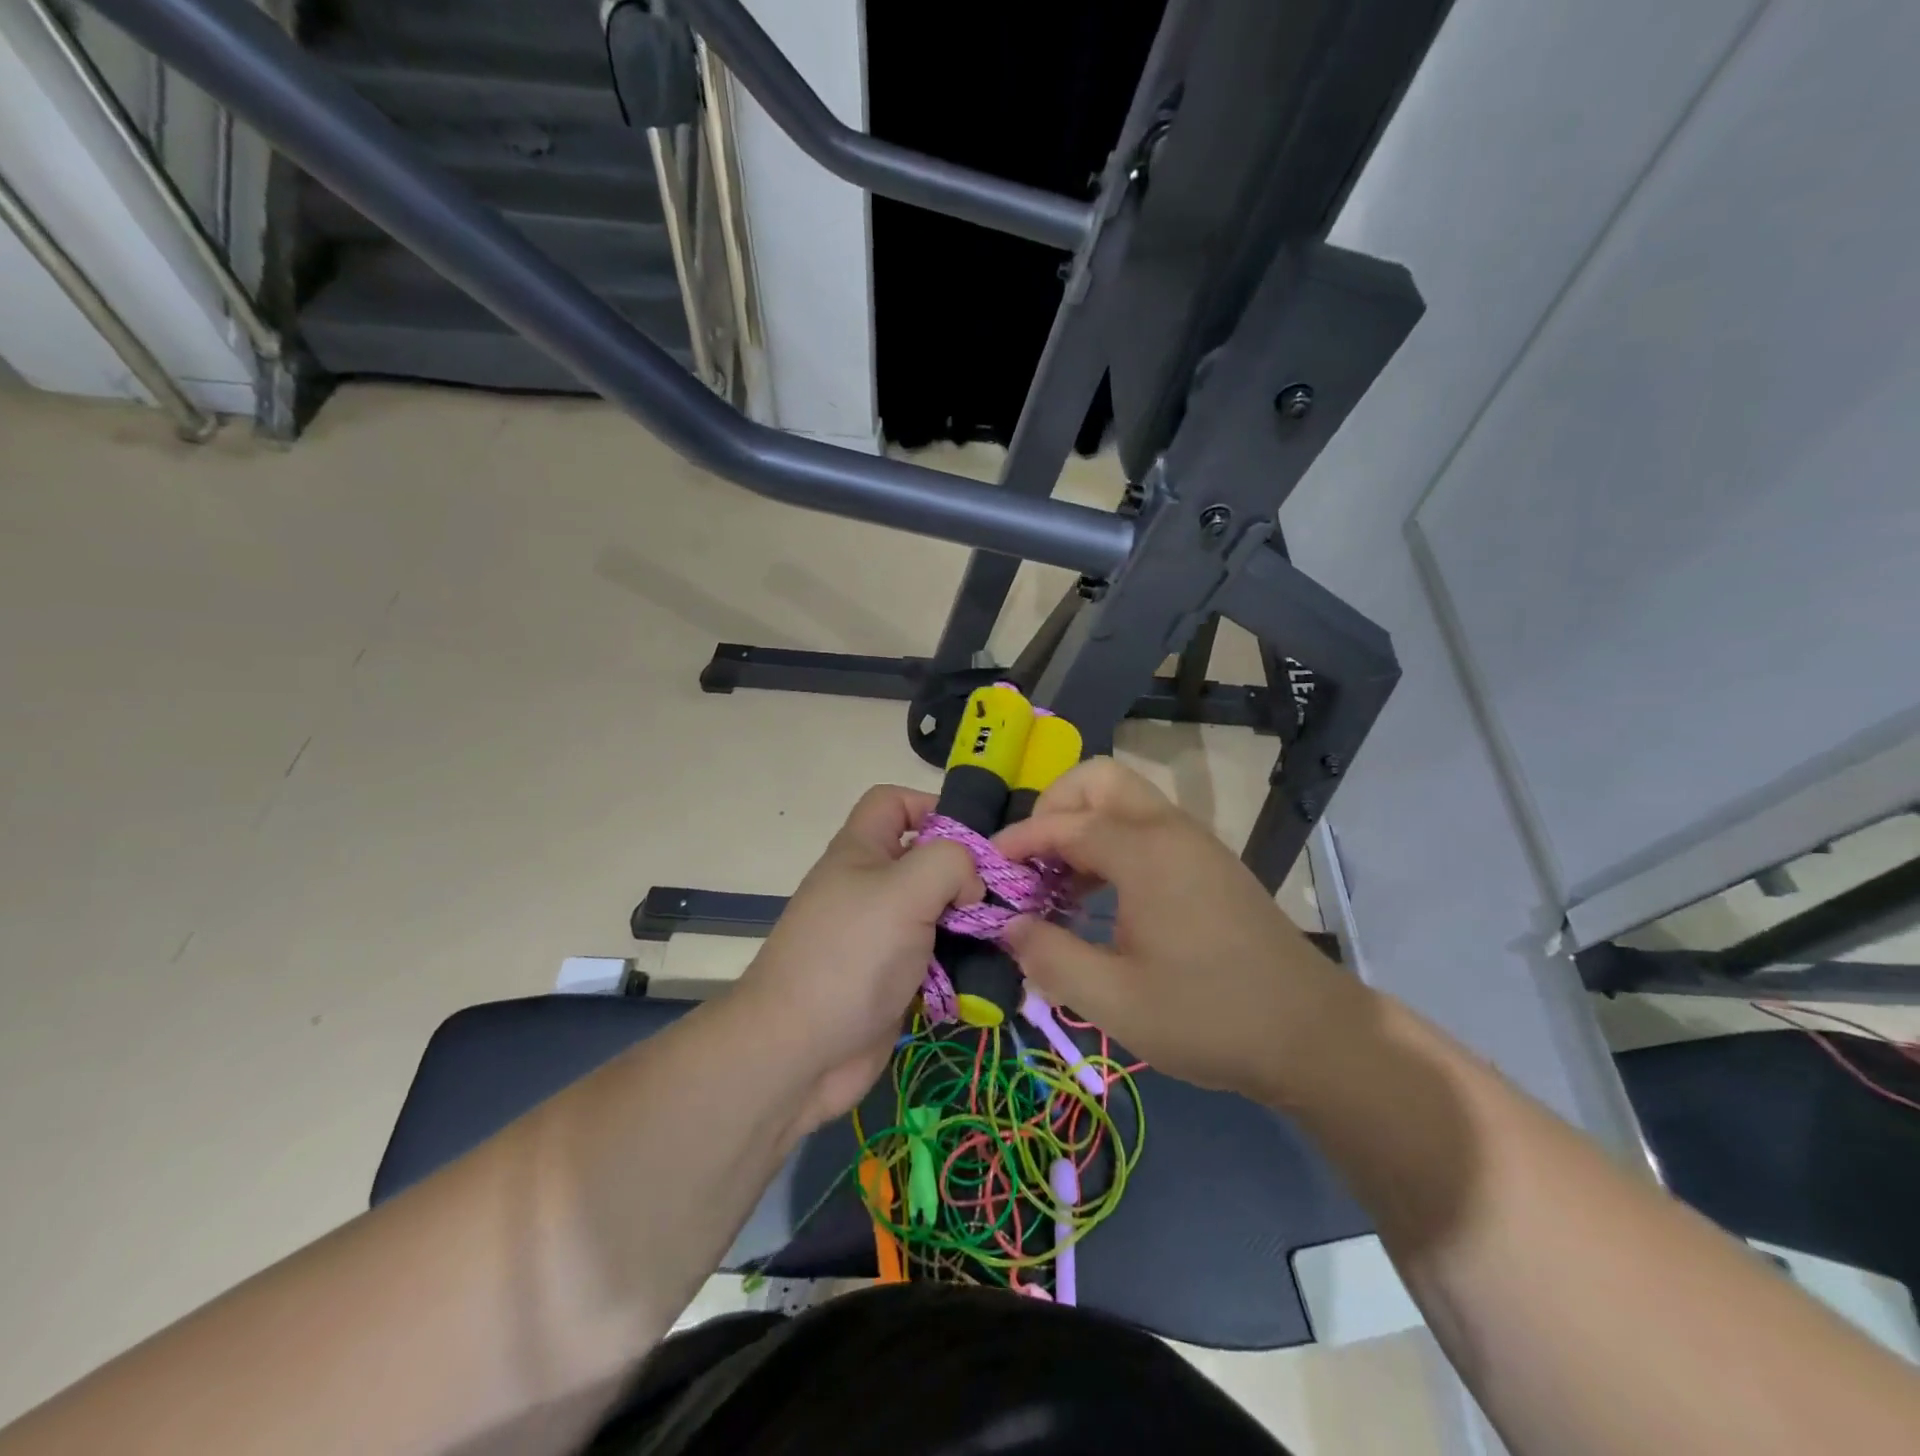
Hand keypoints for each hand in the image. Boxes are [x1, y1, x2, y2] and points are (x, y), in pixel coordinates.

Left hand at [735, 786, 981, 1131]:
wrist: (798, 1051)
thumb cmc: (850, 956)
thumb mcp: (904, 890)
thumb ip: (950, 863)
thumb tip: (972, 883)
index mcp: (861, 851)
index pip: (893, 801)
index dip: (932, 805)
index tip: (975, 837)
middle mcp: (870, 887)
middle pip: (925, 859)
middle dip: (966, 872)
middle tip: (1008, 892)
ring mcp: (880, 936)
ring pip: (937, 912)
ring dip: (970, 922)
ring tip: (1010, 934)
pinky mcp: (893, 979)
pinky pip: (936, 958)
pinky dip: (962, 964)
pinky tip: (991, 972)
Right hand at [992, 758, 1359, 1102]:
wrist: (1313, 1035)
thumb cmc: (1209, 1016)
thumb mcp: (1115, 1000)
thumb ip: (1050, 957)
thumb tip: (1009, 926)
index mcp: (1145, 852)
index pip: (1065, 823)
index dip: (1020, 841)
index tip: (990, 870)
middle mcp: (1170, 830)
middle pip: (1099, 780)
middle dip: (1054, 807)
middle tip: (1032, 860)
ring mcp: (1195, 844)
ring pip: (1125, 801)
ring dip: (1082, 826)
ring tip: (1058, 884)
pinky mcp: (1209, 864)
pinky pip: (1147, 828)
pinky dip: (1111, 843)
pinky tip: (1101, 899)